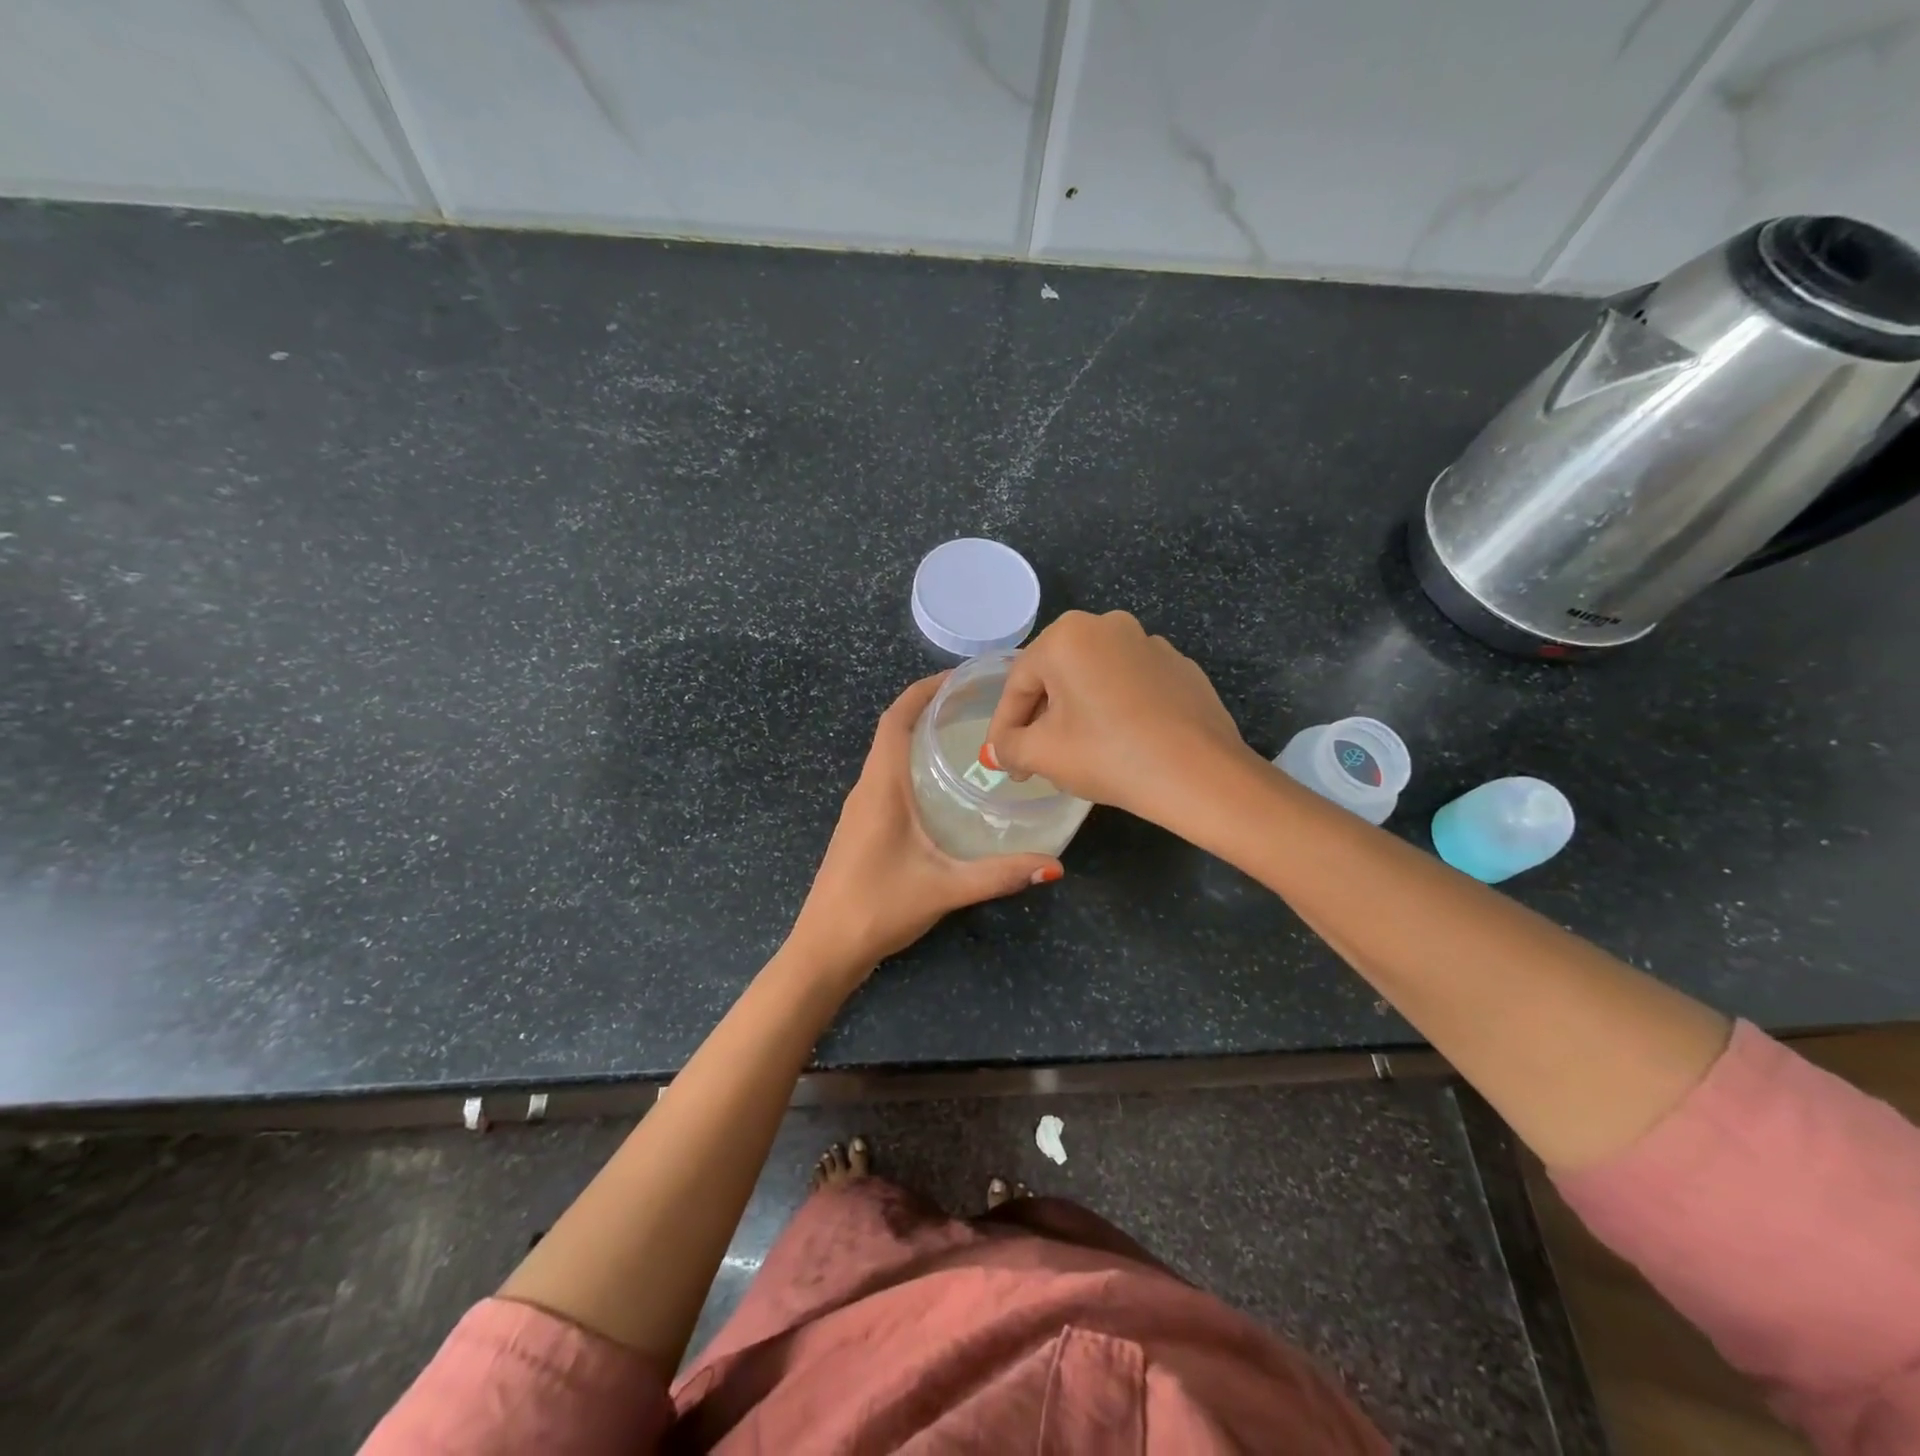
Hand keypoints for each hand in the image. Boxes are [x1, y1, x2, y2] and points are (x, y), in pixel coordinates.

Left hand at [788, 675, 1063, 980]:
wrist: (825, 948)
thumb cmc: (877, 908)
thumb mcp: (944, 888)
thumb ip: (998, 875)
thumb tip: (1054, 865)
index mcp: (880, 787)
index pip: (896, 719)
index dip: (923, 690)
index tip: (960, 678)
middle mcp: (866, 788)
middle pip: (893, 731)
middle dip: (930, 708)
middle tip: (977, 705)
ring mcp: (860, 809)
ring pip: (889, 756)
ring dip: (920, 737)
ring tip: (967, 736)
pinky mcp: (862, 827)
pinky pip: (887, 779)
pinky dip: (913, 765)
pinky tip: (943, 786)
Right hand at [982, 610, 1254, 828]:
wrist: (1199, 773)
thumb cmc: (1108, 755)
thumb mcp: (1043, 755)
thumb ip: (1009, 747)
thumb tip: (1000, 749)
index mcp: (1067, 635)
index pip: (1018, 683)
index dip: (1004, 726)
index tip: (1002, 760)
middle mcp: (1107, 626)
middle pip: (1056, 676)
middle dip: (1040, 718)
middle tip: (1034, 760)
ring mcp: (1149, 643)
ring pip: (1094, 679)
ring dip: (1077, 712)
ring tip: (1077, 754)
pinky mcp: (1179, 667)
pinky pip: (1130, 686)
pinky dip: (1115, 710)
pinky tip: (1120, 744)